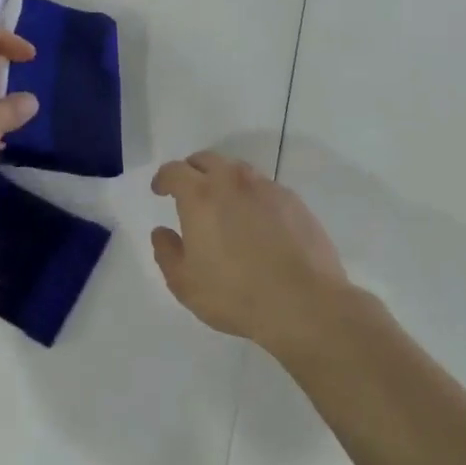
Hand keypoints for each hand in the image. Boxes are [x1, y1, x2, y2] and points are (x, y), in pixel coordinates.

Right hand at [150, 151, 349, 348]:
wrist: (305, 304)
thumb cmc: (236, 294)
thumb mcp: (185, 283)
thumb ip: (166, 252)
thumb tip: (162, 232)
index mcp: (201, 195)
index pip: (175, 171)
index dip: (163, 178)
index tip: (160, 190)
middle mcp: (233, 182)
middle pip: (207, 160)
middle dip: (192, 170)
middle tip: (188, 190)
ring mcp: (268, 189)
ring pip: (238, 171)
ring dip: (224, 180)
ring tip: (223, 205)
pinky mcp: (294, 203)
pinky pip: (265, 189)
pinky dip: (252, 196)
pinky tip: (256, 222)